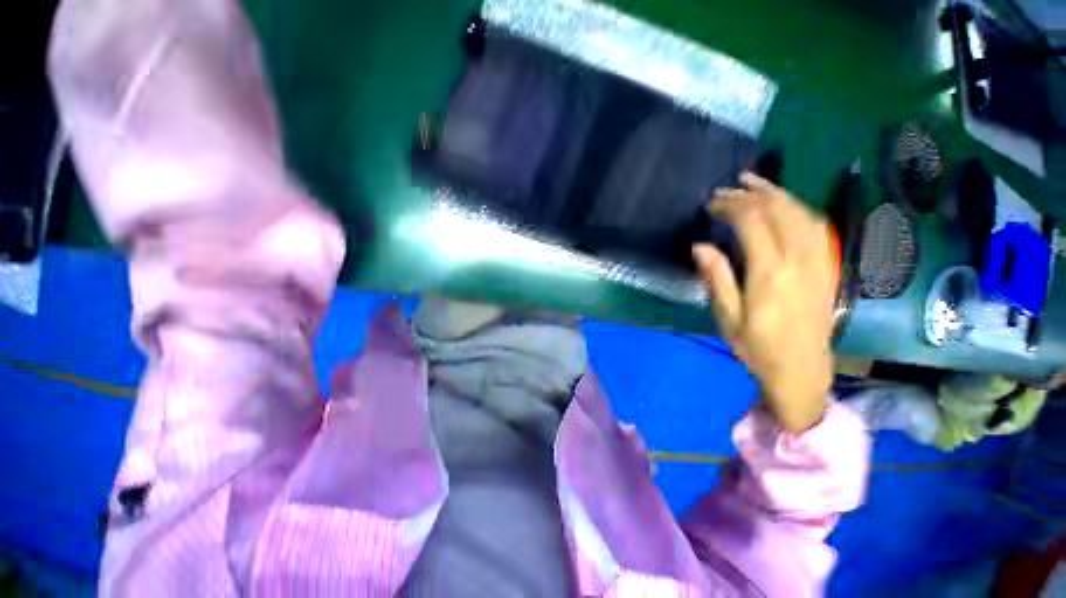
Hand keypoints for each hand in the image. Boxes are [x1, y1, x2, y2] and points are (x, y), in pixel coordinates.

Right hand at [693, 173, 837, 433]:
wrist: (802, 369)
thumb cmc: (757, 347)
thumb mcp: (727, 317)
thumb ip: (717, 278)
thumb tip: (700, 246)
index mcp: (770, 274)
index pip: (752, 222)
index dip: (730, 206)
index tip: (711, 204)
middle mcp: (799, 260)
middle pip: (778, 211)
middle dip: (751, 193)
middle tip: (727, 188)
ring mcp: (820, 261)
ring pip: (802, 212)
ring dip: (777, 193)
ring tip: (755, 181)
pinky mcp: (828, 266)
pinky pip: (817, 226)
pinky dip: (798, 208)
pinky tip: (785, 204)